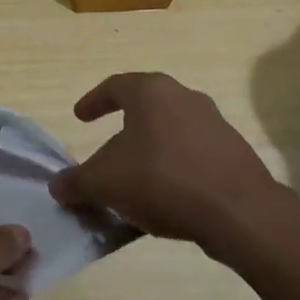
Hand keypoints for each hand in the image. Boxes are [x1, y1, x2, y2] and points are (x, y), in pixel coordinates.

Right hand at [49, 72, 289, 251]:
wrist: (241, 214)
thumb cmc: (161, 181)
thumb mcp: (104, 183)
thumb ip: (76, 182)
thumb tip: (57, 186)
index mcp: (151, 92)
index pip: (114, 86)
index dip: (93, 101)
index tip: (80, 118)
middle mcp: (185, 97)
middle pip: (146, 107)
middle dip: (124, 127)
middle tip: (108, 147)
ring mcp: (216, 124)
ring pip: (172, 131)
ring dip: (152, 149)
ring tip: (137, 177)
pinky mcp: (237, 154)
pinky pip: (195, 155)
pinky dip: (176, 168)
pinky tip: (168, 196)